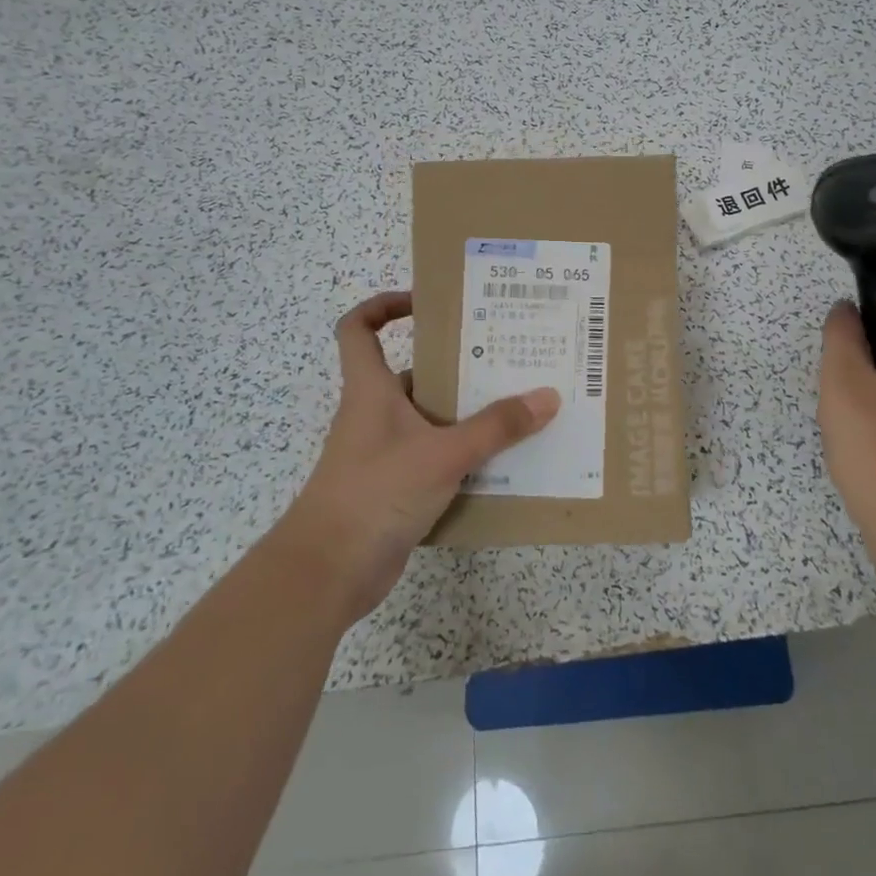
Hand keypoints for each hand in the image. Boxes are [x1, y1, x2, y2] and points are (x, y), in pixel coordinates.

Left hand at [278, 291, 559, 622]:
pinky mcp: (396, 488)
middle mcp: (376, 414)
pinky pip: (436, 459)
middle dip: (458, 365)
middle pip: (415, 373)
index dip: (384, 306)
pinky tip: (504, 462)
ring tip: (520, 407)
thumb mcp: (443, 454)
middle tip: (509, 359)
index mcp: (372, 389)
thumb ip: (496, 427)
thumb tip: (547, 397)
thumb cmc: (376, 493)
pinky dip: (465, 456)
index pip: (359, 328)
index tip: (427, 303)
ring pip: (431, 419)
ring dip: (468, 415)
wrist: (328, 572)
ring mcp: (385, 453)